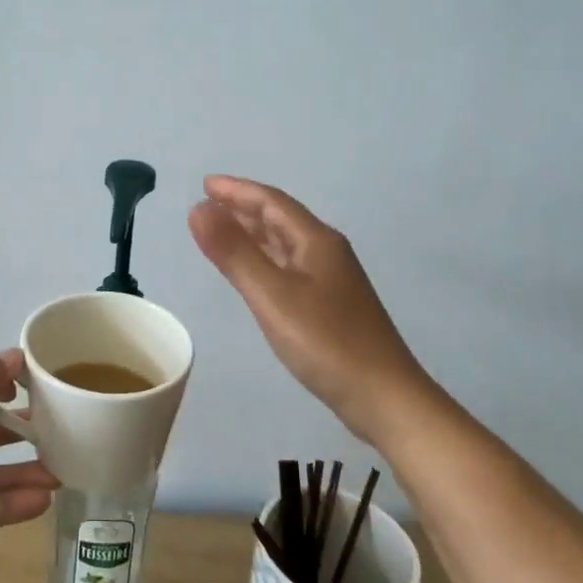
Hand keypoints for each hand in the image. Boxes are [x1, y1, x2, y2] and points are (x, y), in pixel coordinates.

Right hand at [189, 174, 433, 443]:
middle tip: (206, 205)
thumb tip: (198, 208)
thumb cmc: (327, 343)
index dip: (237, 190)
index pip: (271, 202)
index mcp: (317, 241)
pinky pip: (289, 267)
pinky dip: (264, 259)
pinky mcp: (330, 306)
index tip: (204, 184)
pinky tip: (254, 272)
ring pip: (285, 244)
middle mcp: (326, 253)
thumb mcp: (272, 295)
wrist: (384, 398)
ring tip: (221, 230)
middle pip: (280, 219)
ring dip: (253, 233)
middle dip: (243, 208)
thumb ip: (234, 252)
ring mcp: (331, 280)